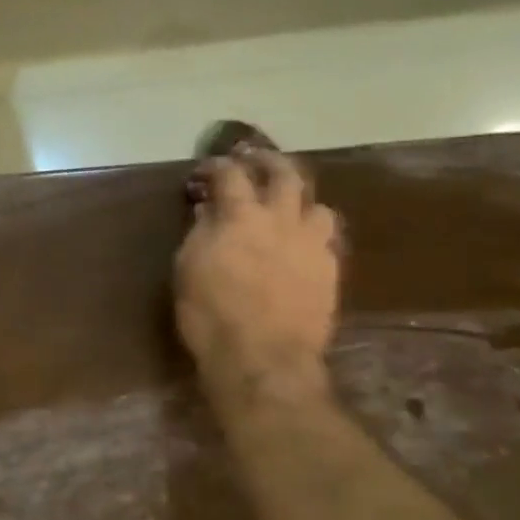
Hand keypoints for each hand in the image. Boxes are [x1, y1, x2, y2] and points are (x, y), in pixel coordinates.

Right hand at [175, 149, 341, 402]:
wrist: (264, 359)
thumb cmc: (211, 314)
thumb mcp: (189, 268)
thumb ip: (201, 232)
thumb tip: (208, 210)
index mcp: (241, 215)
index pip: (230, 174)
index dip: (216, 166)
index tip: (206, 171)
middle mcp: (282, 219)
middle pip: (285, 173)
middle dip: (269, 161)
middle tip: (256, 161)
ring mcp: (312, 245)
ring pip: (317, 205)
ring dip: (301, 200)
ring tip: (289, 207)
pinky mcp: (330, 272)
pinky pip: (327, 241)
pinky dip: (311, 234)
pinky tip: (301, 246)